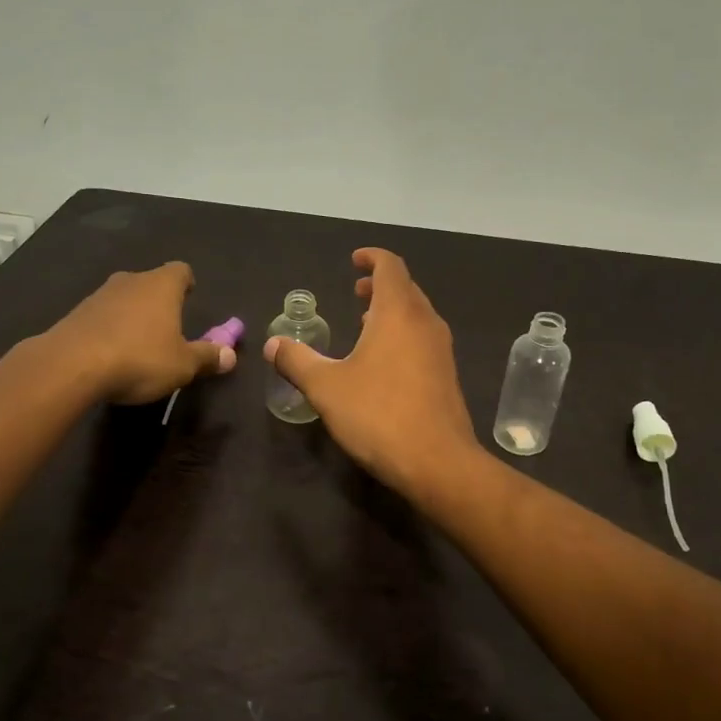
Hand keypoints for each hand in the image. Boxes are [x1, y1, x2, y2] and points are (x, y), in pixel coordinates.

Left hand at [48, 261, 236, 404]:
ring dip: (132, 316)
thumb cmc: (140, 358)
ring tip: (138, 345)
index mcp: (161, 285)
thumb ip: (207, 357)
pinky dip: (109, 329)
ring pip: (124, 298)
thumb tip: (230, 355)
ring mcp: (99, 295)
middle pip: (150, 283)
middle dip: (159, 302)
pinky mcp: (76, 313)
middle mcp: (131, 281)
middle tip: (168, 328)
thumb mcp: (183, 364)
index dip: (187, 284)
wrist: (71, 365)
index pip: (181, 270)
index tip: (190, 299)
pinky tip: (110, 354)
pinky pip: (101, 316)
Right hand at [263, 249, 481, 494]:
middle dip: (380, 285)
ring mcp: (441, 350)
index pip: (390, 267)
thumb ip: (297, 361)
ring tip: (366, 323)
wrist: (437, 462)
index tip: (354, 260)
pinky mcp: (446, 376)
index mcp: (398, 313)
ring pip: (417, 315)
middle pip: (406, 289)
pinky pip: (423, 339)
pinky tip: (384, 361)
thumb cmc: (378, 414)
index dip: (372, 258)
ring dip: (392, 311)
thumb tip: (273, 344)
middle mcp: (425, 323)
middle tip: (355, 293)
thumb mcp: (325, 387)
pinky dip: (403, 334)